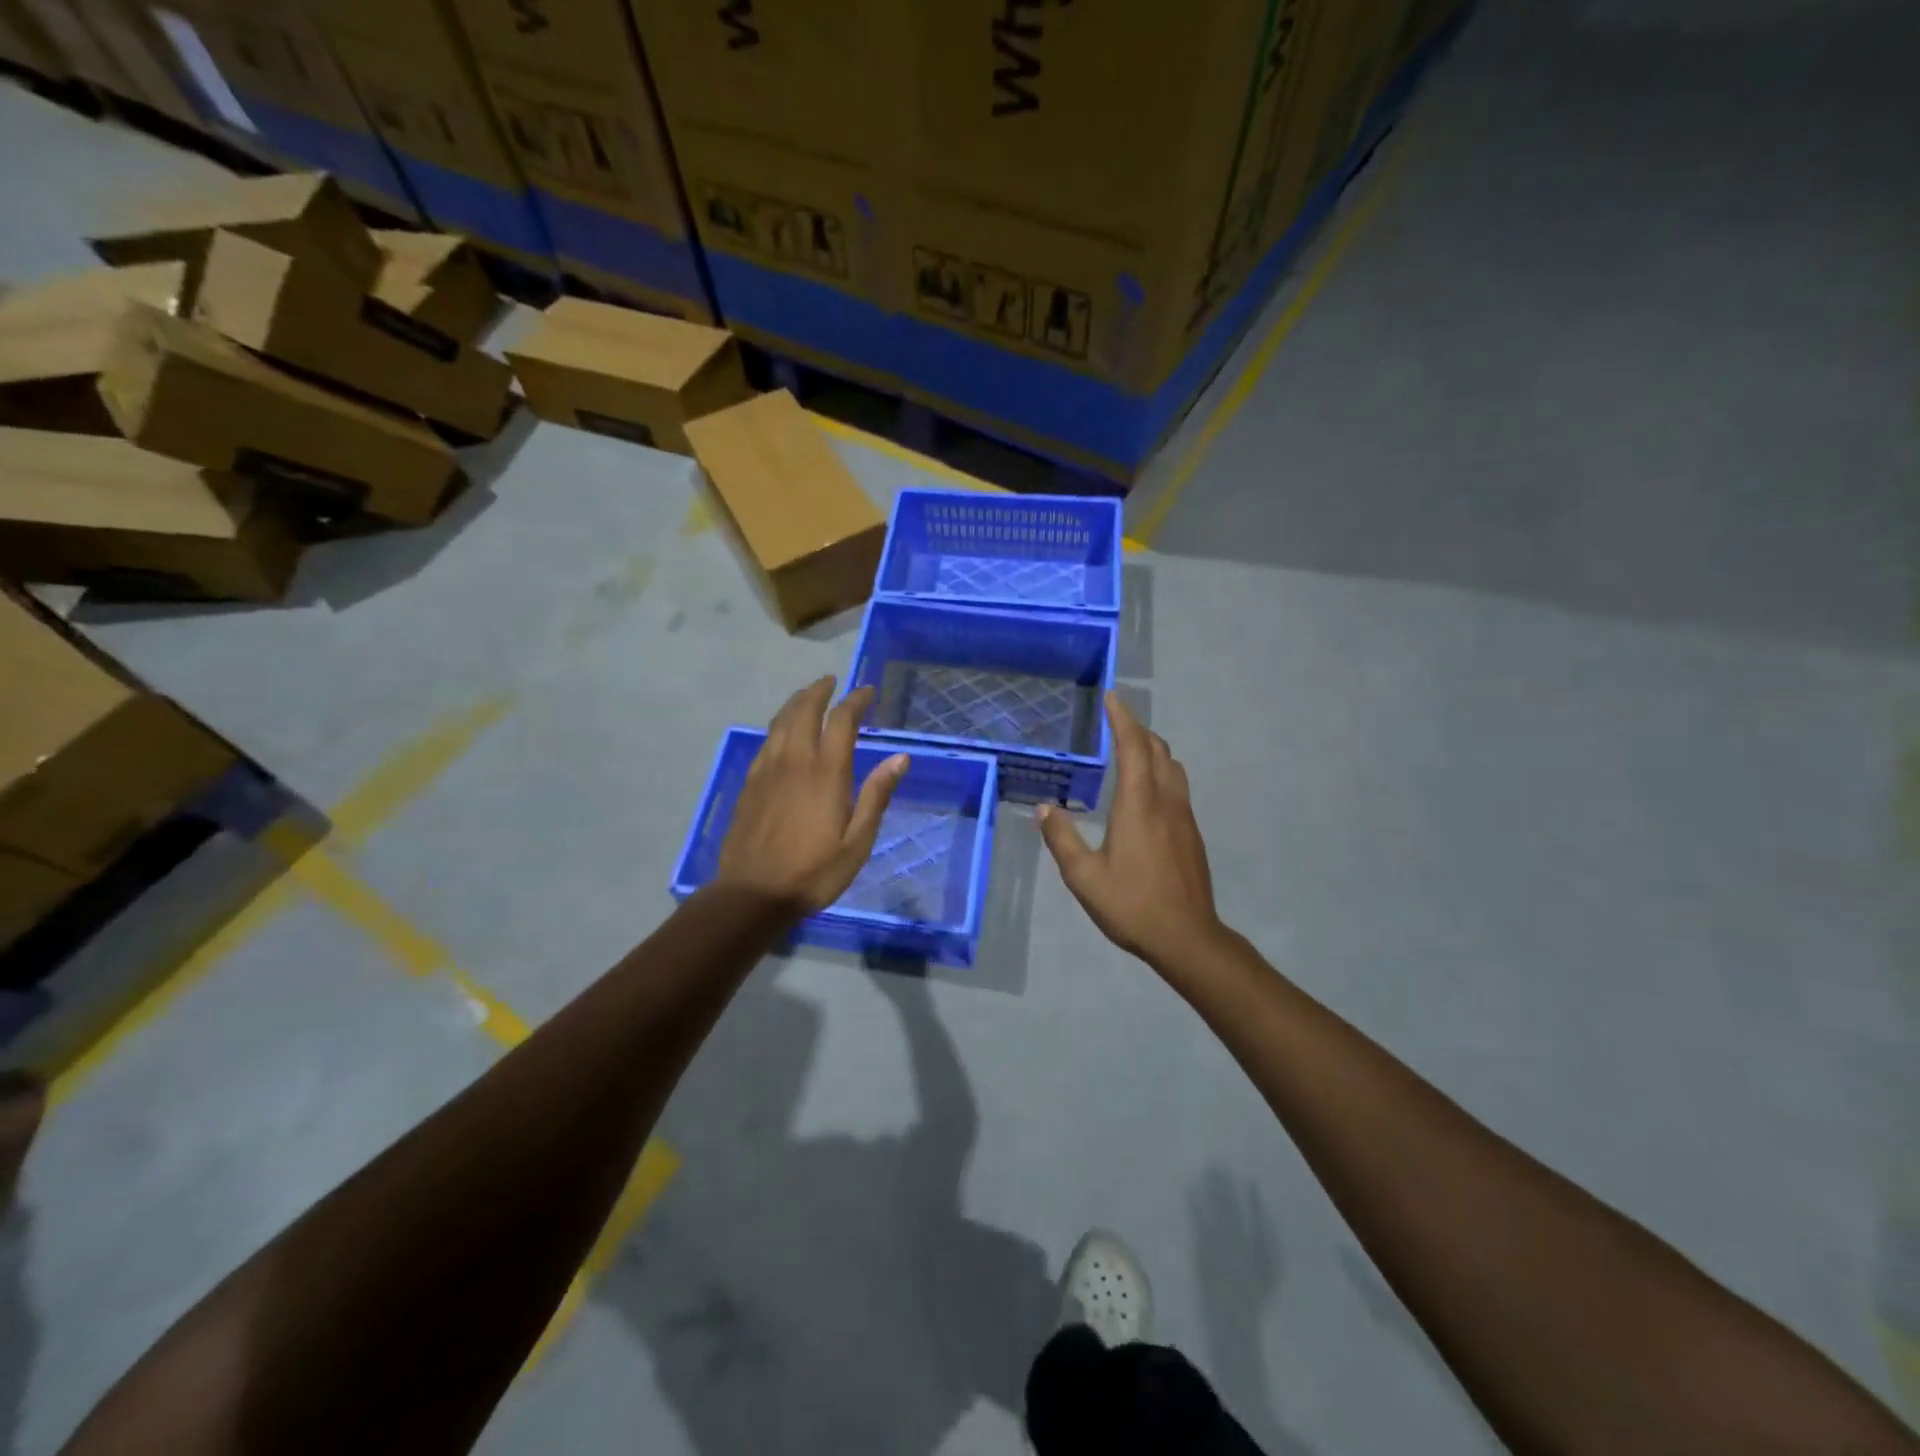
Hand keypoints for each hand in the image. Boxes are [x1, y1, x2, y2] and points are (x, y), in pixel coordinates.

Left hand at [716, 677, 907, 912]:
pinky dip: (779, 725)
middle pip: (804, 711)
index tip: (867, 691)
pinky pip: (766, 741)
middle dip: (820, 691)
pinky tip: (783, 732)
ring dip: (796, 702)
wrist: (752, 894)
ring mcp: (767, 770)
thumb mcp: (857, 841)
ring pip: (780, 722)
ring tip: (808, 696)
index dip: (855, 701)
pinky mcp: (749, 783)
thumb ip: (877, 795)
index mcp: (825, 773)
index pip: (841, 721)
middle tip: (832, 681)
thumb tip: (901, 758)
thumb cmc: (814, 872)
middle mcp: (794, 761)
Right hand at [1038, 692, 1227, 972]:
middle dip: (1137, 728)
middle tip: (1115, 721)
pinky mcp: (1192, 834)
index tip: (1111, 697)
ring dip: (1152, 749)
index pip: (1133, 747)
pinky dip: (1160, 771)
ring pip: (1172, 767)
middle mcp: (1165, 801)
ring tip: (1130, 750)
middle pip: (1157, 750)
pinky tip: (1145, 791)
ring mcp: (1184, 817)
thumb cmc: (1132, 905)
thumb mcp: (1084, 877)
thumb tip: (1044, 808)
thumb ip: (1062, 839)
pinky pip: (1177, 786)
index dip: (1122, 718)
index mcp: (1138, 805)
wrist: (1187, 937)